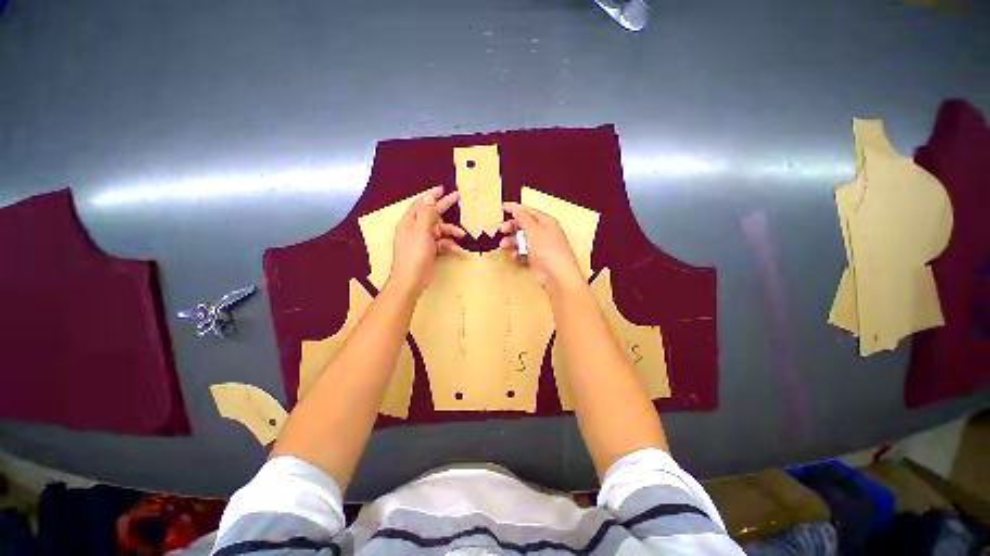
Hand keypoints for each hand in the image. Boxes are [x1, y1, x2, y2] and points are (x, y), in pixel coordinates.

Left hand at [388, 186, 464, 295]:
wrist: (412, 281)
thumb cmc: (414, 256)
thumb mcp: (421, 233)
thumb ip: (426, 215)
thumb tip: (429, 198)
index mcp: (409, 223)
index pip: (421, 204)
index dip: (431, 195)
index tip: (443, 188)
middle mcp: (415, 230)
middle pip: (432, 215)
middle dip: (444, 208)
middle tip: (457, 198)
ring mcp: (423, 241)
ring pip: (439, 231)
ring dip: (451, 232)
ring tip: (462, 234)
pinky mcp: (429, 251)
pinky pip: (441, 244)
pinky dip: (449, 245)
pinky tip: (456, 249)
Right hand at [499, 202, 584, 293]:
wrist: (557, 276)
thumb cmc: (548, 251)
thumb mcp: (533, 230)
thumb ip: (524, 219)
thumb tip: (518, 210)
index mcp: (546, 222)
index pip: (528, 211)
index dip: (515, 208)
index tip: (503, 207)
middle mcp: (544, 233)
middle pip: (524, 226)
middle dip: (511, 228)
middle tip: (501, 230)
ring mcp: (541, 247)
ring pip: (522, 241)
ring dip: (512, 242)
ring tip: (505, 246)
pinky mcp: (537, 259)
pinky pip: (524, 253)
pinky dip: (518, 254)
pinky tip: (515, 257)